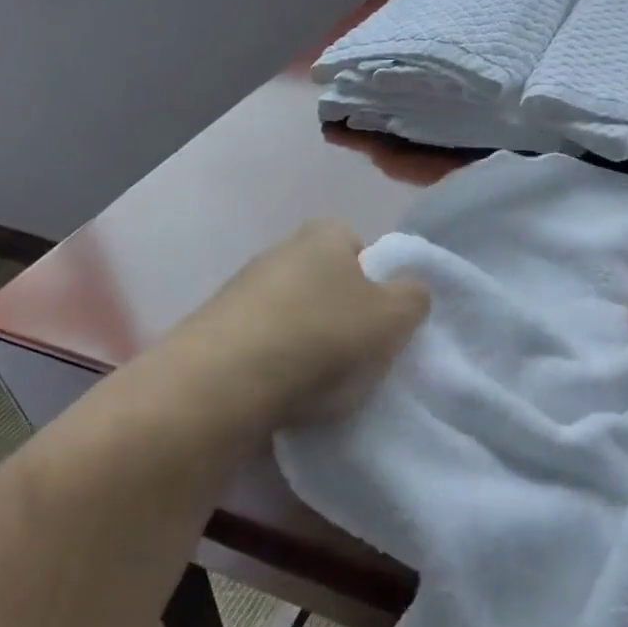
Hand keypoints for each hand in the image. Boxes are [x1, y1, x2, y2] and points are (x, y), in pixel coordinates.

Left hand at [151, 221, 430, 430]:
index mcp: (324, 235)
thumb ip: (414, 297)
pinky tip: (282, 391)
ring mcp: (240, 288)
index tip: (380, 321)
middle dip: (341, 312)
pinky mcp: (214, 328)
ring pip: (292, 312)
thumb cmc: (323, 336)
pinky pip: (261, 342)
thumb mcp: (394, 317)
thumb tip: (408, 291)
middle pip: (325, 281)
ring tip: (318, 382)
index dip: (376, 282)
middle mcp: (279, 250)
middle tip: (357, 353)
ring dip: (306, 340)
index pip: (359, 245)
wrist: (225, 381)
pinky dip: (274, 362)